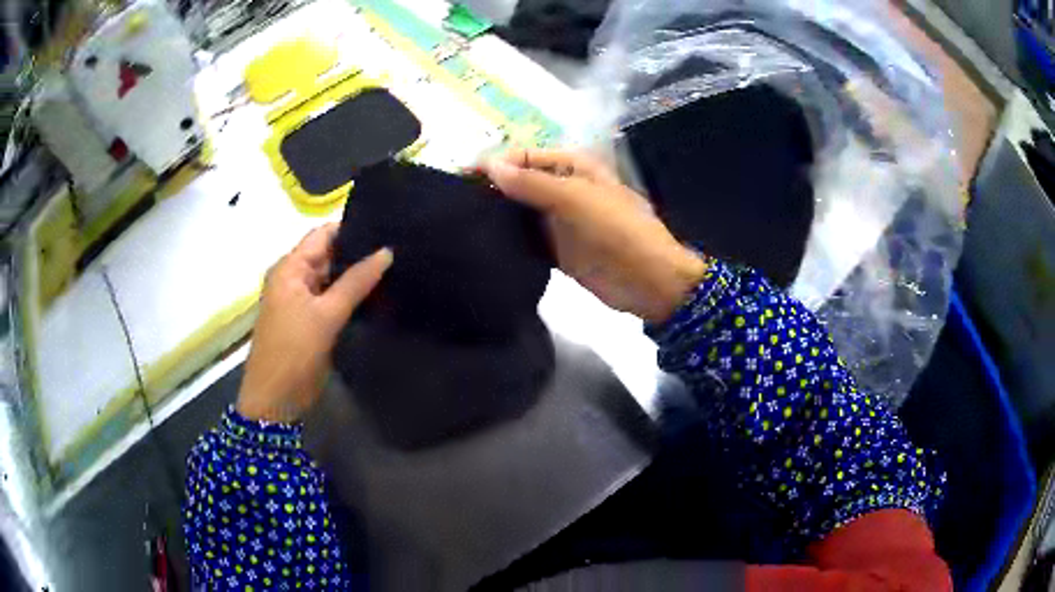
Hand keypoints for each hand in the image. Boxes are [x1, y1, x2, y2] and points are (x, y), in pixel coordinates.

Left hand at [237, 224, 392, 422]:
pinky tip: (380, 295)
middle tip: (399, 249)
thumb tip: (387, 251)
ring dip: (357, 277)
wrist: (276, 399)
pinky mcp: (310, 320)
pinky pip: (333, 300)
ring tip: (396, 268)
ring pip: (333, 279)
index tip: (387, 227)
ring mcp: (301, 300)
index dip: (352, 228)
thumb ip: (356, 282)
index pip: (324, 234)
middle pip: (329, 255)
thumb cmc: (294, 352)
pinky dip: (352, 297)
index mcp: (290, 267)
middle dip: (359, 254)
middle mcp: (294, 277)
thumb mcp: (326, 315)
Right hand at [482, 148, 707, 324]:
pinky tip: (483, 246)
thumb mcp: (576, 199)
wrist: (648, 281)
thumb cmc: (618, 231)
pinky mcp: (556, 250)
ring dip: (496, 217)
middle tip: (454, 204)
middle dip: (491, 190)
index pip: (524, 157)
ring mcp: (559, 221)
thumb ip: (532, 183)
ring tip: (460, 225)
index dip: (494, 164)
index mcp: (572, 167)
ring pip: (520, 212)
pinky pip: (526, 240)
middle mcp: (562, 189)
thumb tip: (489, 165)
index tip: (460, 179)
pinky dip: (508, 241)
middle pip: (519, 184)